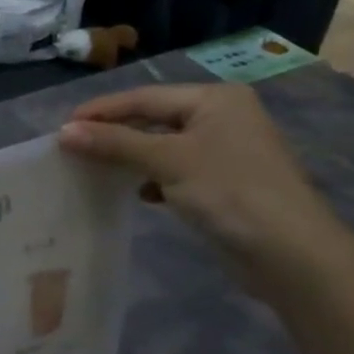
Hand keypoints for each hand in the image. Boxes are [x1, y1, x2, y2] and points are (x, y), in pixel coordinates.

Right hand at [57, 84, 351, 290]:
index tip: (62, 127)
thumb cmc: (230, 192)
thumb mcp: (167, 161)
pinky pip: (176, 169)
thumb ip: (114, 143)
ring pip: (163, 145)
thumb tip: (63, 131)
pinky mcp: (225, 182)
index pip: (144, 97)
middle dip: (114, 134)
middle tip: (73, 148)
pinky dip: (153, 177)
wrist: (292, 255)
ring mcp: (226, 150)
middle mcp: (222, 116)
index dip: (101, 111)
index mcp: (214, 99)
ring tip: (95, 168)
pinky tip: (137, 193)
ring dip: (130, 156)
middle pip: (153, 118)